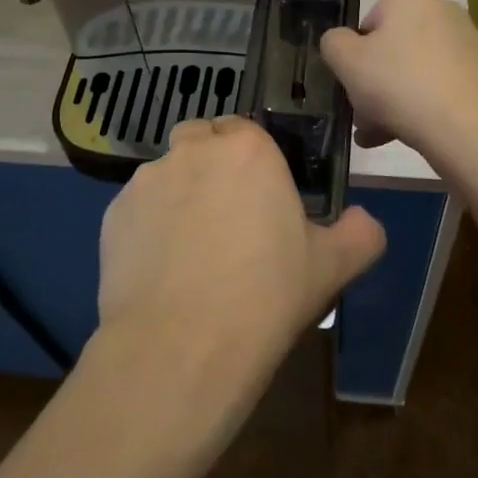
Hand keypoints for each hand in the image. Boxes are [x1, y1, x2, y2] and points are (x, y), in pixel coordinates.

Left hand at [95, 116, 385, 410]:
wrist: (183, 347)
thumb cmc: (267, 296)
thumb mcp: (334, 266)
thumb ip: (361, 232)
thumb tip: (364, 221)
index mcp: (248, 149)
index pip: (247, 129)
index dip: (254, 158)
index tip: (263, 195)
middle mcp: (193, 151)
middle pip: (202, 141)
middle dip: (213, 165)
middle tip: (230, 217)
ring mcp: (146, 181)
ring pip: (168, 174)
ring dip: (180, 195)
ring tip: (193, 251)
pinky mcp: (112, 215)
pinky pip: (138, 209)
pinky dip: (150, 226)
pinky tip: (163, 270)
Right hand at [320, 0, 477, 162]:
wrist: (469, 127)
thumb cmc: (400, 85)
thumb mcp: (347, 62)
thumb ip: (333, 44)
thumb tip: (340, 42)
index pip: (368, 24)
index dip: (354, 57)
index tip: (351, 86)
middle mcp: (443, 11)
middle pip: (393, 50)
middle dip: (373, 84)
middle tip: (362, 118)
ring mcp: (468, 44)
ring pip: (414, 73)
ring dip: (392, 102)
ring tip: (379, 136)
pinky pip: (439, 88)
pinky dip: (421, 108)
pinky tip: (408, 136)